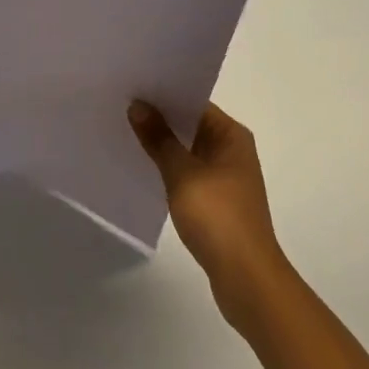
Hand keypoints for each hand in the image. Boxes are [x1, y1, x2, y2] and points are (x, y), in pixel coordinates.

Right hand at [129, 100, 290, 329]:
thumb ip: (159, 139)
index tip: (132, 87)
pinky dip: (169, 169)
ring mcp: (226, 178)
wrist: (247, 281)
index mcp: (231, 136)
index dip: (163, 94)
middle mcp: (232, 151)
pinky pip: (188, 174)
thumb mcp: (182, 174)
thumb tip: (137, 105)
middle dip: (159, 119)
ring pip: (187, 150)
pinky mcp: (217, 202)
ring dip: (162, 145)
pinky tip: (143, 168)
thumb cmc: (218, 218)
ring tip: (125, 133)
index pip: (194, 102)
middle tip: (121, 106)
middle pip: (190, 125)